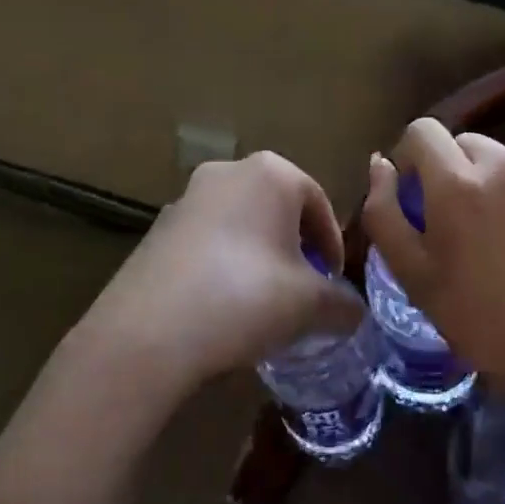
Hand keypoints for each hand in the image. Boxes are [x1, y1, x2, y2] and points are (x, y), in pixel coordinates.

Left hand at [79, 152, 362, 394]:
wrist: (149, 331)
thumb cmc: (246, 298)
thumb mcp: (311, 305)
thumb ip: (343, 304)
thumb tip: (355, 313)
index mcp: (271, 173)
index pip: (319, 203)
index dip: (333, 246)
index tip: (334, 284)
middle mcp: (227, 172)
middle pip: (278, 210)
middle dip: (295, 249)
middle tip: (303, 291)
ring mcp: (186, 198)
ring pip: (240, 224)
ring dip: (258, 256)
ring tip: (263, 302)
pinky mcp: (157, 229)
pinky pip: (206, 241)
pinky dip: (223, 264)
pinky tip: (222, 305)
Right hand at [362, 118, 504, 423]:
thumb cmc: (486, 321)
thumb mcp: (415, 277)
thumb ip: (384, 213)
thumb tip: (380, 164)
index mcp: (458, 182)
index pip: (422, 131)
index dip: (409, 159)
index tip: (415, 199)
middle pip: (463, 144)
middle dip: (450, 174)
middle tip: (456, 228)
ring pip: (503, 163)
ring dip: (491, 187)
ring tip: (501, 242)